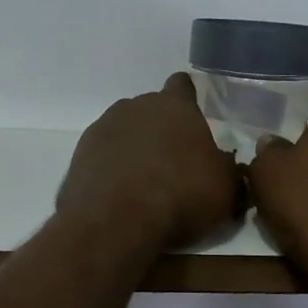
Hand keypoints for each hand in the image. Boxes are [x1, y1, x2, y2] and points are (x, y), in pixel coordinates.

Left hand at [57, 73, 243, 251]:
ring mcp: (103, 128)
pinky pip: (103, 155)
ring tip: (145, 182)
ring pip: (124, 130)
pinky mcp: (79, 154)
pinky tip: (120, 194)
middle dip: (161, 128)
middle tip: (174, 161)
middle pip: (150, 109)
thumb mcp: (225, 189)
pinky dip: (111, 168)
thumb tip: (227, 165)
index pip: (182, 85)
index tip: (192, 117)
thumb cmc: (181, 195)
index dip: (188, 98)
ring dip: (134, 147)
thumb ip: (228, 170)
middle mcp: (135, 107)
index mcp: (174, 106)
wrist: (117, 221)